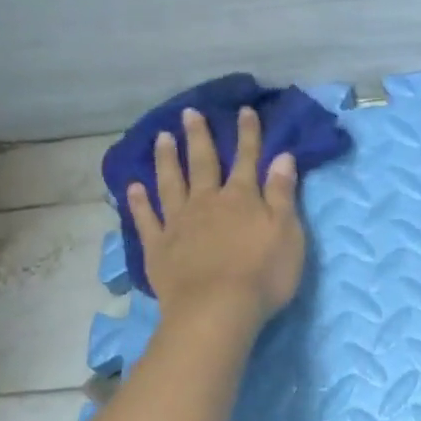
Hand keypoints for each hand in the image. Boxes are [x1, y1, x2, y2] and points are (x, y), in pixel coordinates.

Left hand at [127, 106, 304, 330]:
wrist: (217, 309)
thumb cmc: (262, 275)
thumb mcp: (287, 233)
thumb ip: (282, 194)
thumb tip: (282, 156)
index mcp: (241, 198)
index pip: (247, 159)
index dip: (248, 135)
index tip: (243, 111)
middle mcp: (206, 202)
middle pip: (202, 163)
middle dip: (198, 137)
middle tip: (189, 113)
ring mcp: (178, 224)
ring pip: (170, 183)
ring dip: (166, 159)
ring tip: (161, 138)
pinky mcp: (158, 248)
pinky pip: (146, 219)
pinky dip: (138, 202)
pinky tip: (132, 187)